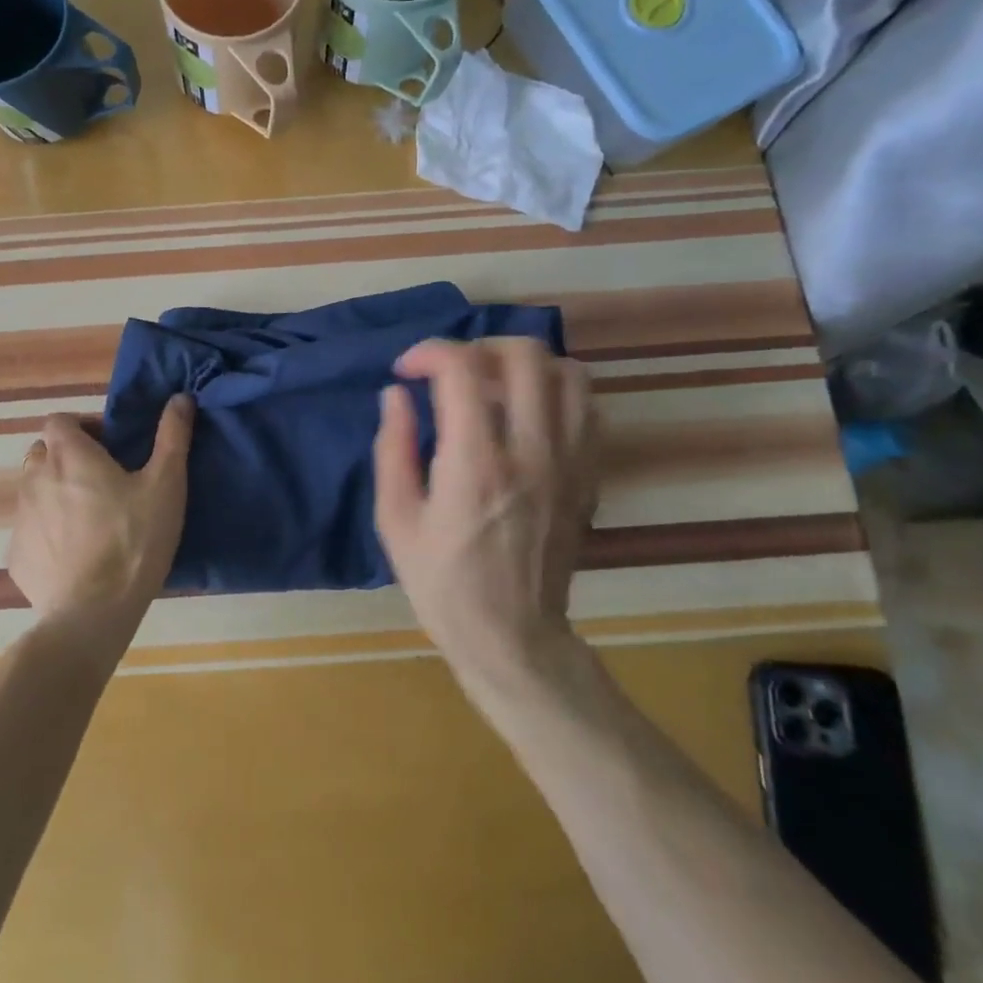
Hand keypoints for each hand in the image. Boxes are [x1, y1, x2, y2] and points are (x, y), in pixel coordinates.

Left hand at [7, 397, 194, 642]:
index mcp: (69, 455)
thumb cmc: (134, 540)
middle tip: (102, 483)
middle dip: (67, 459)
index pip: (59, 420)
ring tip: (89, 521)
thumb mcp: (166, 485)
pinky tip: (74, 556)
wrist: (93, 613)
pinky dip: (47, 533)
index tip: (109, 448)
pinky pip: (30, 531)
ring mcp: (20, 518)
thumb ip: (172, 436)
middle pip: (44, 454)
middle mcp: (35, 478)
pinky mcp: (16, 555)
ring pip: (34, 491)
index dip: (82, 427)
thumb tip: (180, 397)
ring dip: (55, 494)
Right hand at [373, 339, 596, 706]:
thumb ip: (393, 448)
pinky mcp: (589, 477)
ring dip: (525, 365)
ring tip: (494, 386)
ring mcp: (570, 462)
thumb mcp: (395, 519)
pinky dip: (557, 393)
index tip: (407, 370)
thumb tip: (396, 395)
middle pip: (524, 355)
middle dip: (479, 346)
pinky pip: (588, 409)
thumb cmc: (442, 582)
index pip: (462, 369)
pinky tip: (527, 414)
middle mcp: (531, 451)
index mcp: (475, 463)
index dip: (429, 352)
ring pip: (568, 373)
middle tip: (453, 371)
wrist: (512, 637)